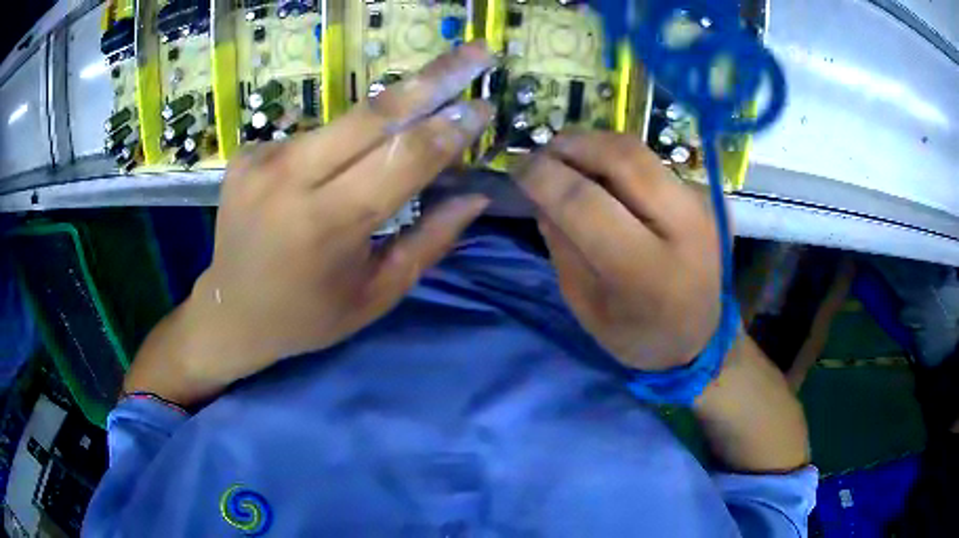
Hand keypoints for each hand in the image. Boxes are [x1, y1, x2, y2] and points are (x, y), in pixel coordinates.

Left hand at [125, 44, 495, 404]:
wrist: (229, 312)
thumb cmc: (308, 316)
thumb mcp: (377, 295)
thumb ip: (429, 242)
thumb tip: (475, 196)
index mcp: (328, 225)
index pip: (404, 157)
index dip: (450, 128)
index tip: (484, 106)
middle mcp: (290, 180)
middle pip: (374, 113)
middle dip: (434, 77)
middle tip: (476, 51)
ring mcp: (262, 160)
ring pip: (346, 120)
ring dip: (389, 115)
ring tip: (415, 118)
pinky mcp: (247, 153)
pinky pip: (314, 135)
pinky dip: (342, 142)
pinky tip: (336, 169)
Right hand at [514, 131, 722, 370]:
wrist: (702, 336)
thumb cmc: (638, 335)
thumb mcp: (586, 306)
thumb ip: (562, 246)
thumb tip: (541, 193)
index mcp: (646, 270)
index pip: (585, 203)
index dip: (543, 177)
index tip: (517, 171)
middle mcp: (682, 225)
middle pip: (621, 157)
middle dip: (570, 145)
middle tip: (541, 154)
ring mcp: (698, 204)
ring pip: (637, 149)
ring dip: (592, 144)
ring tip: (565, 158)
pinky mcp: (701, 193)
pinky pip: (649, 160)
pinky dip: (614, 158)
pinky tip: (600, 174)